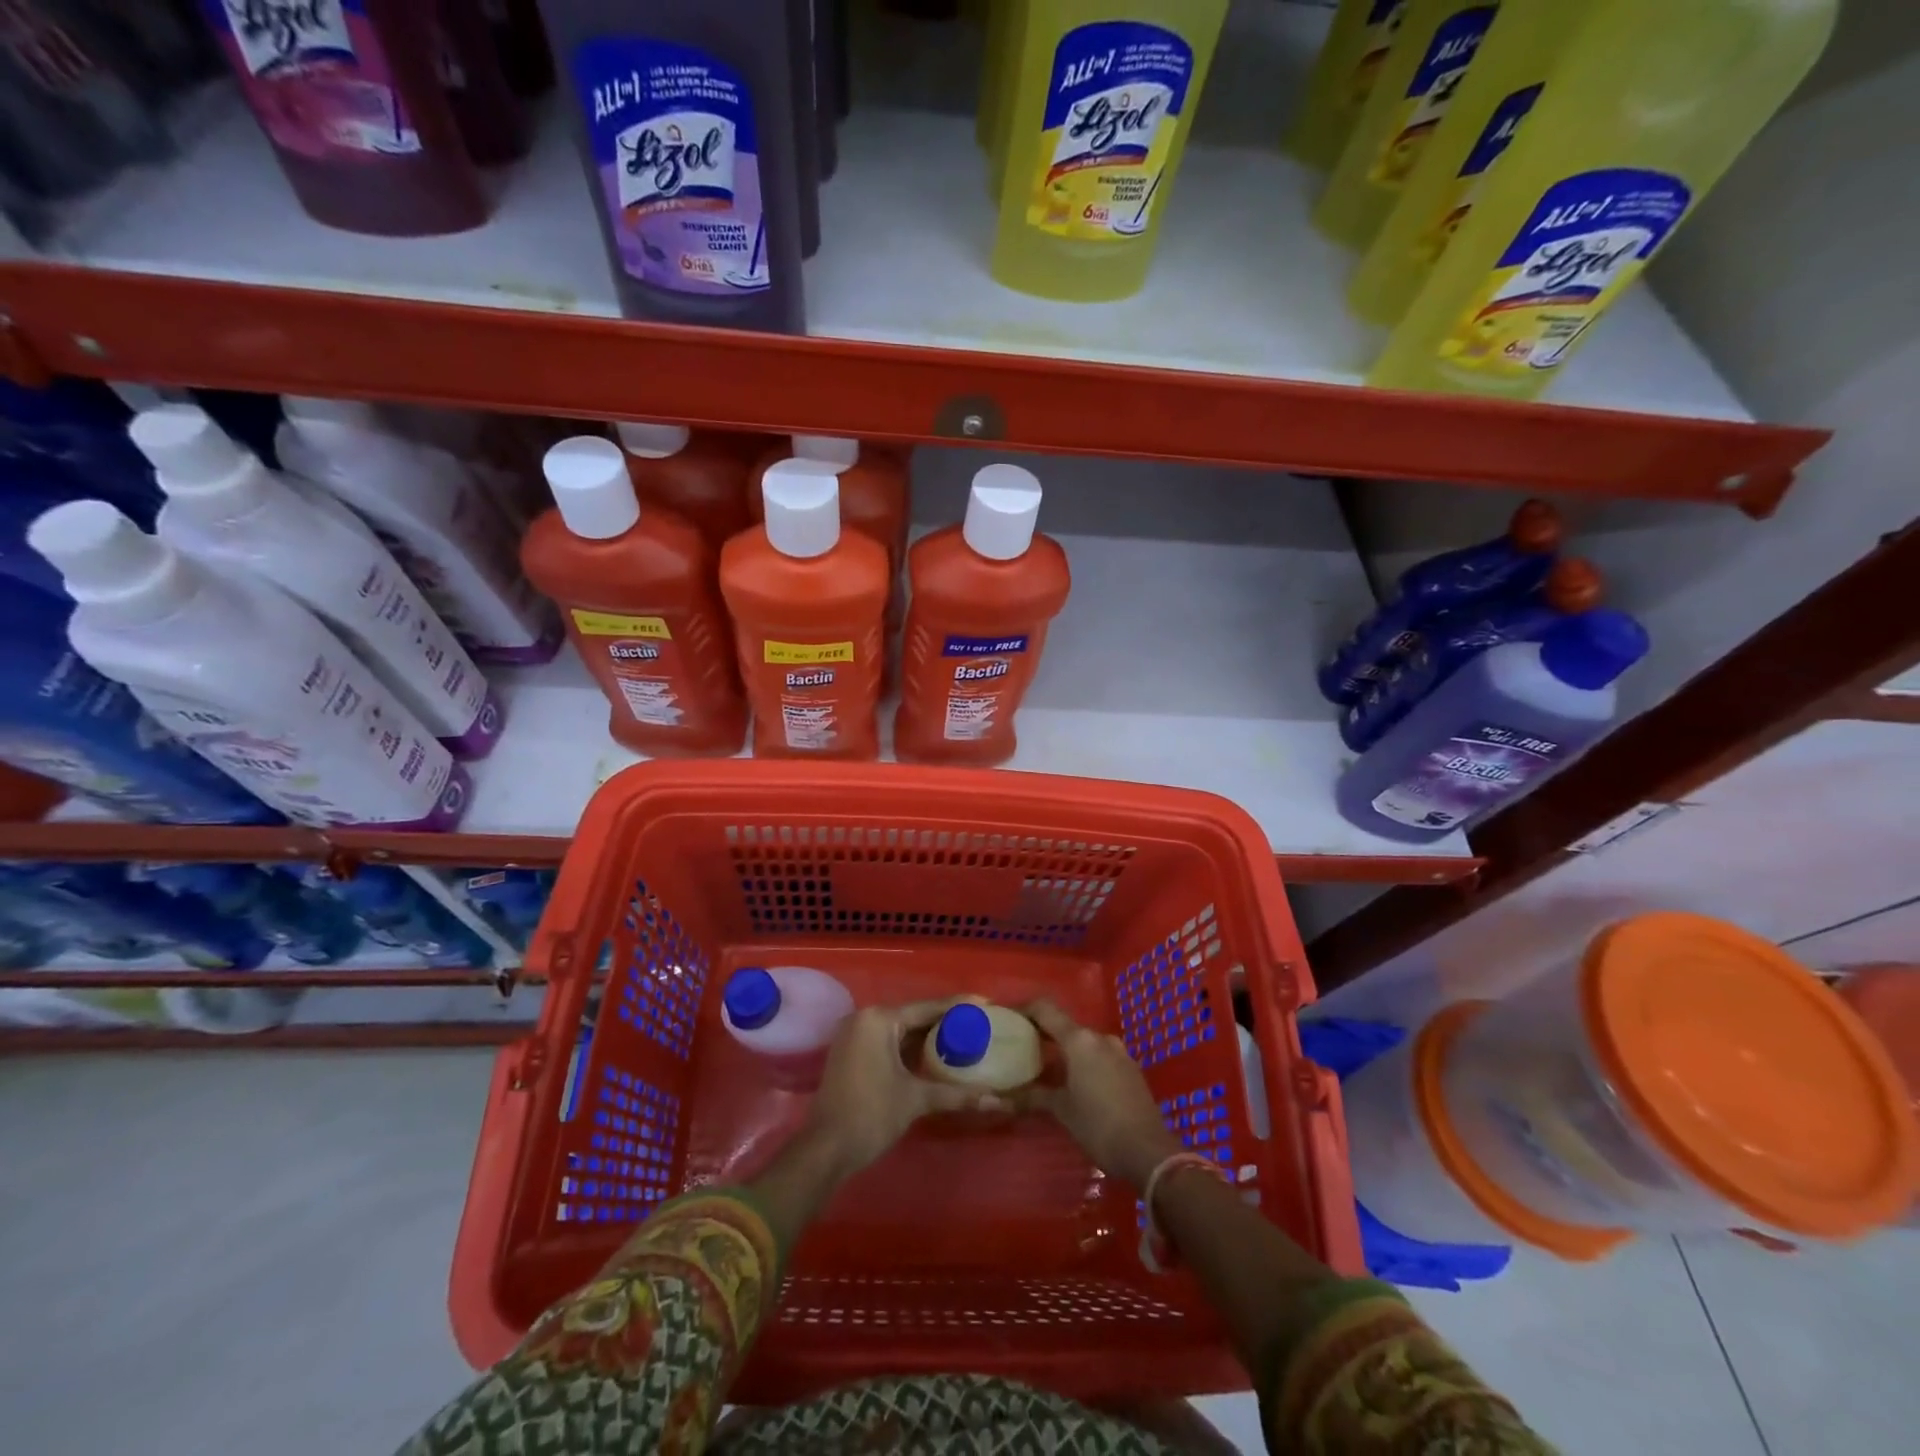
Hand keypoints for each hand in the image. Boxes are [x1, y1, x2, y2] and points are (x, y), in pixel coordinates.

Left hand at [802, 1000, 1005, 1176]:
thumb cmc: (871, 1115)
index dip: (957, 1007)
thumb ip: (956, 1095)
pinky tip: (933, 1055)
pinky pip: (887, 1041)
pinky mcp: (850, 1052)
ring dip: (927, 1036)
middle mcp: (864, 1018)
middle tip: (977, 1024)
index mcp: (879, 1019)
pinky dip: (909, 1047)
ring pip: (899, 1030)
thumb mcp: (916, 1100)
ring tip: (962, 1037)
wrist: (826, 1149)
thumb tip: (997, 1101)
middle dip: (944, 1022)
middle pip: (912, 1016)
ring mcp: (854, 1035)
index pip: (926, 1007)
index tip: (985, 1003)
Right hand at [1023, 999, 1180, 1188]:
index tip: (1007, 1016)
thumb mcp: (1062, 1111)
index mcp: (1080, 1040)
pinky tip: (1074, 1080)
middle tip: (1020, 1043)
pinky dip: (1082, 1060)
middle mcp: (1100, 1038)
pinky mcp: (1130, 1068)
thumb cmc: (1099, 1126)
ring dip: (1064, 1048)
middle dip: (1042, 1031)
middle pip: (1065, 1024)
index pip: (1045, 1010)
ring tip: (1045, 1064)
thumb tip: (1000, 1098)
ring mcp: (1118, 1052)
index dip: (1024, 1008)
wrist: (1149, 1152)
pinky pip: (1099, 1055)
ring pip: (1084, 1041)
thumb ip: (1033, 1097)